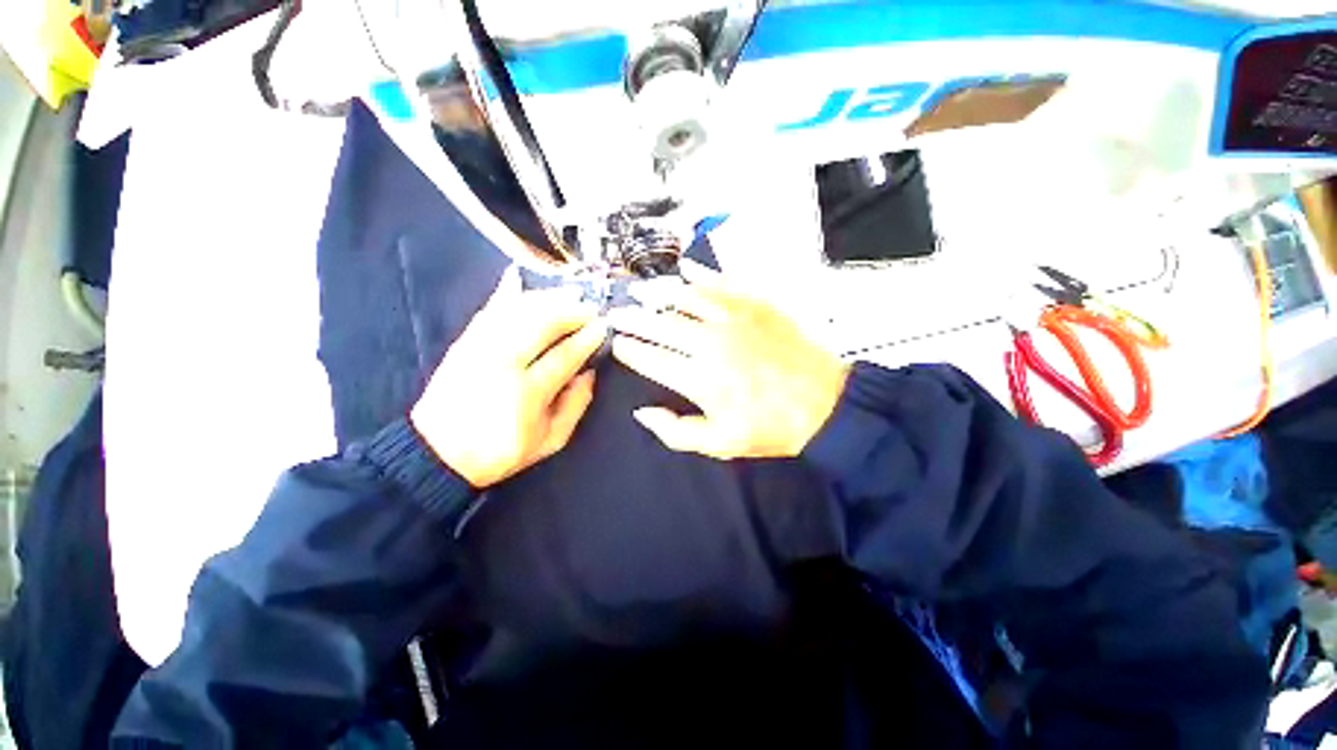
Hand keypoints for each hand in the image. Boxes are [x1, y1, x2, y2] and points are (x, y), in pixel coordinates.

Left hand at [411, 268, 606, 487]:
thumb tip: (589, 373)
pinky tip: (522, 282)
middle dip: (570, 310)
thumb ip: (575, 406)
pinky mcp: (464, 343)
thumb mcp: (550, 441)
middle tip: (589, 306)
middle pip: (540, 324)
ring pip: (516, 311)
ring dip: (546, 298)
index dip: (586, 339)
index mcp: (526, 392)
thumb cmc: (500, 451)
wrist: (437, 453)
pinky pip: (490, 310)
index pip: (564, 356)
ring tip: (567, 294)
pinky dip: (508, 294)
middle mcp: (502, 363)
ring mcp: (480, 348)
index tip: (602, 327)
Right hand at [607, 261, 849, 458]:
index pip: (650, 358)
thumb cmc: (770, 427)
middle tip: (617, 314)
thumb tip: (643, 412)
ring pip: (686, 298)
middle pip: (660, 324)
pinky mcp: (755, 305)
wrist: (824, 404)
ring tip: (641, 291)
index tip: (617, 344)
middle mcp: (709, 342)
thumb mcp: (720, 444)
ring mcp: (734, 318)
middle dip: (633, 318)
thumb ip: (676, 431)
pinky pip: (722, 283)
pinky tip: (686, 268)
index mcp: (698, 378)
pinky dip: (701, 274)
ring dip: (659, 293)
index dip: (629, 350)